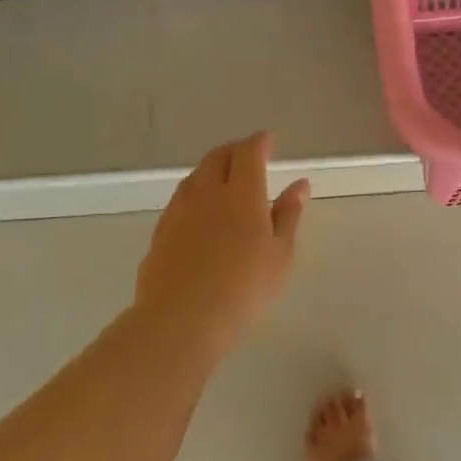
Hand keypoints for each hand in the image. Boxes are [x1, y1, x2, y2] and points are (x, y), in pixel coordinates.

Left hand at [133, 132, 310, 351]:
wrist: (181, 319)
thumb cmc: (244, 288)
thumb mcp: (280, 254)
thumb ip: (289, 215)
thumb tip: (299, 185)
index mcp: (242, 193)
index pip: (248, 153)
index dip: (259, 143)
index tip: (268, 141)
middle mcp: (207, 193)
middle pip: (218, 157)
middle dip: (234, 150)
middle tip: (248, 155)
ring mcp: (179, 211)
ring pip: (196, 176)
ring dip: (212, 169)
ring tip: (224, 179)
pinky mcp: (161, 231)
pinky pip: (180, 199)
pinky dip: (195, 193)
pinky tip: (199, 210)